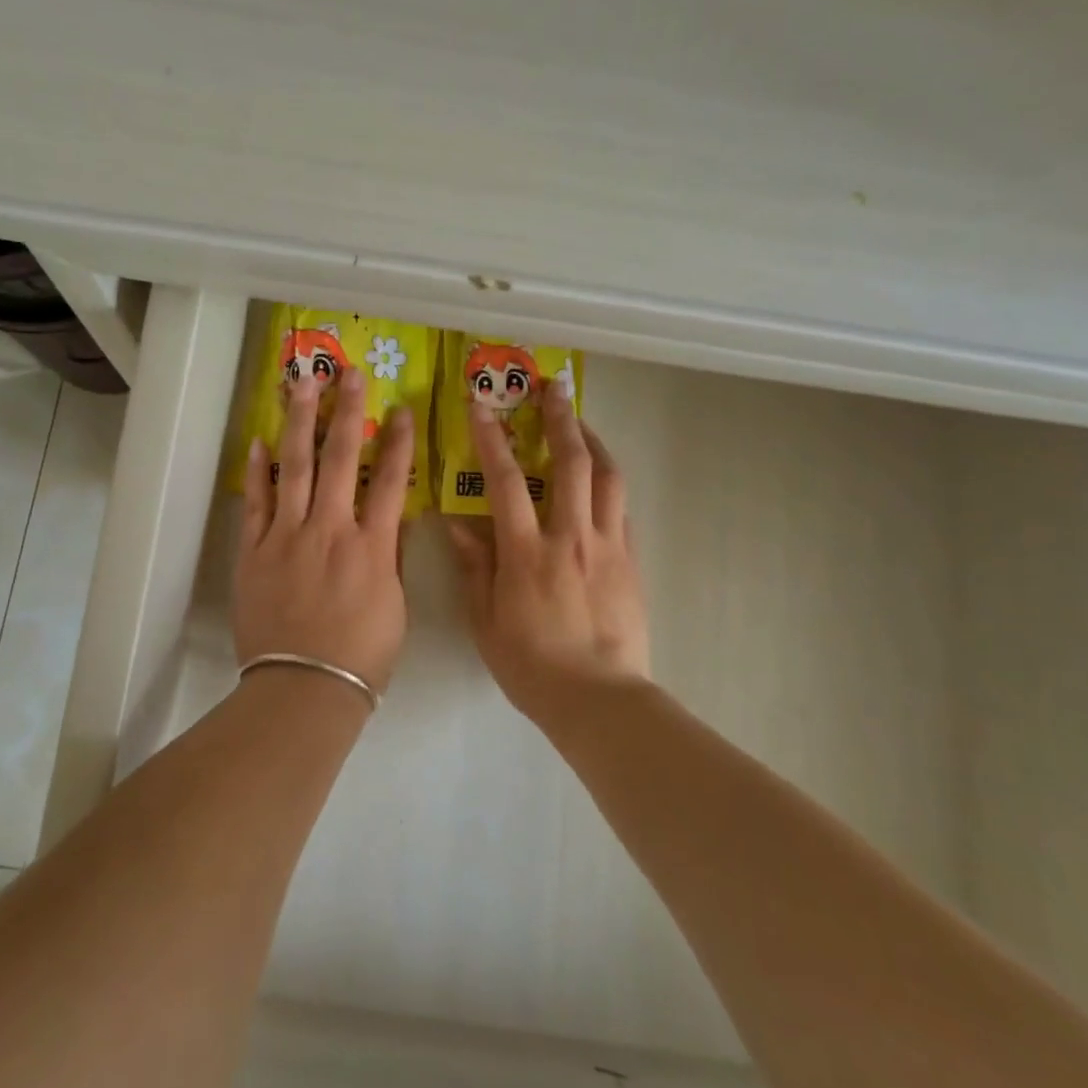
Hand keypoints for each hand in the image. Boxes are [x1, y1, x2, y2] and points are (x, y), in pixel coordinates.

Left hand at [234, 368, 412, 692]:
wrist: (303, 688)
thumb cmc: (361, 656)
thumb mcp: (394, 608)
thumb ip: (390, 558)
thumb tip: (391, 520)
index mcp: (371, 546)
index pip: (390, 481)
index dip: (397, 442)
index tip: (400, 409)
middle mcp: (329, 529)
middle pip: (341, 458)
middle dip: (346, 411)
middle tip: (349, 374)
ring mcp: (287, 536)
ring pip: (295, 467)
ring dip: (299, 421)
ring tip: (301, 383)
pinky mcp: (253, 551)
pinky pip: (256, 502)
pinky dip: (257, 470)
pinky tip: (258, 440)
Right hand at [448, 379, 649, 725]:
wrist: (599, 699)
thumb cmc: (532, 665)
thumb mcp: (485, 620)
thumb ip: (474, 566)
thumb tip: (457, 523)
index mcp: (526, 551)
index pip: (504, 480)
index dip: (490, 437)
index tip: (481, 405)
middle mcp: (570, 536)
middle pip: (570, 462)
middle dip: (559, 418)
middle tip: (553, 387)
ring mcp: (607, 546)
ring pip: (607, 478)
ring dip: (593, 441)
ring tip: (581, 422)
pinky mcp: (631, 561)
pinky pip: (623, 510)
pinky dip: (610, 484)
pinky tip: (601, 480)